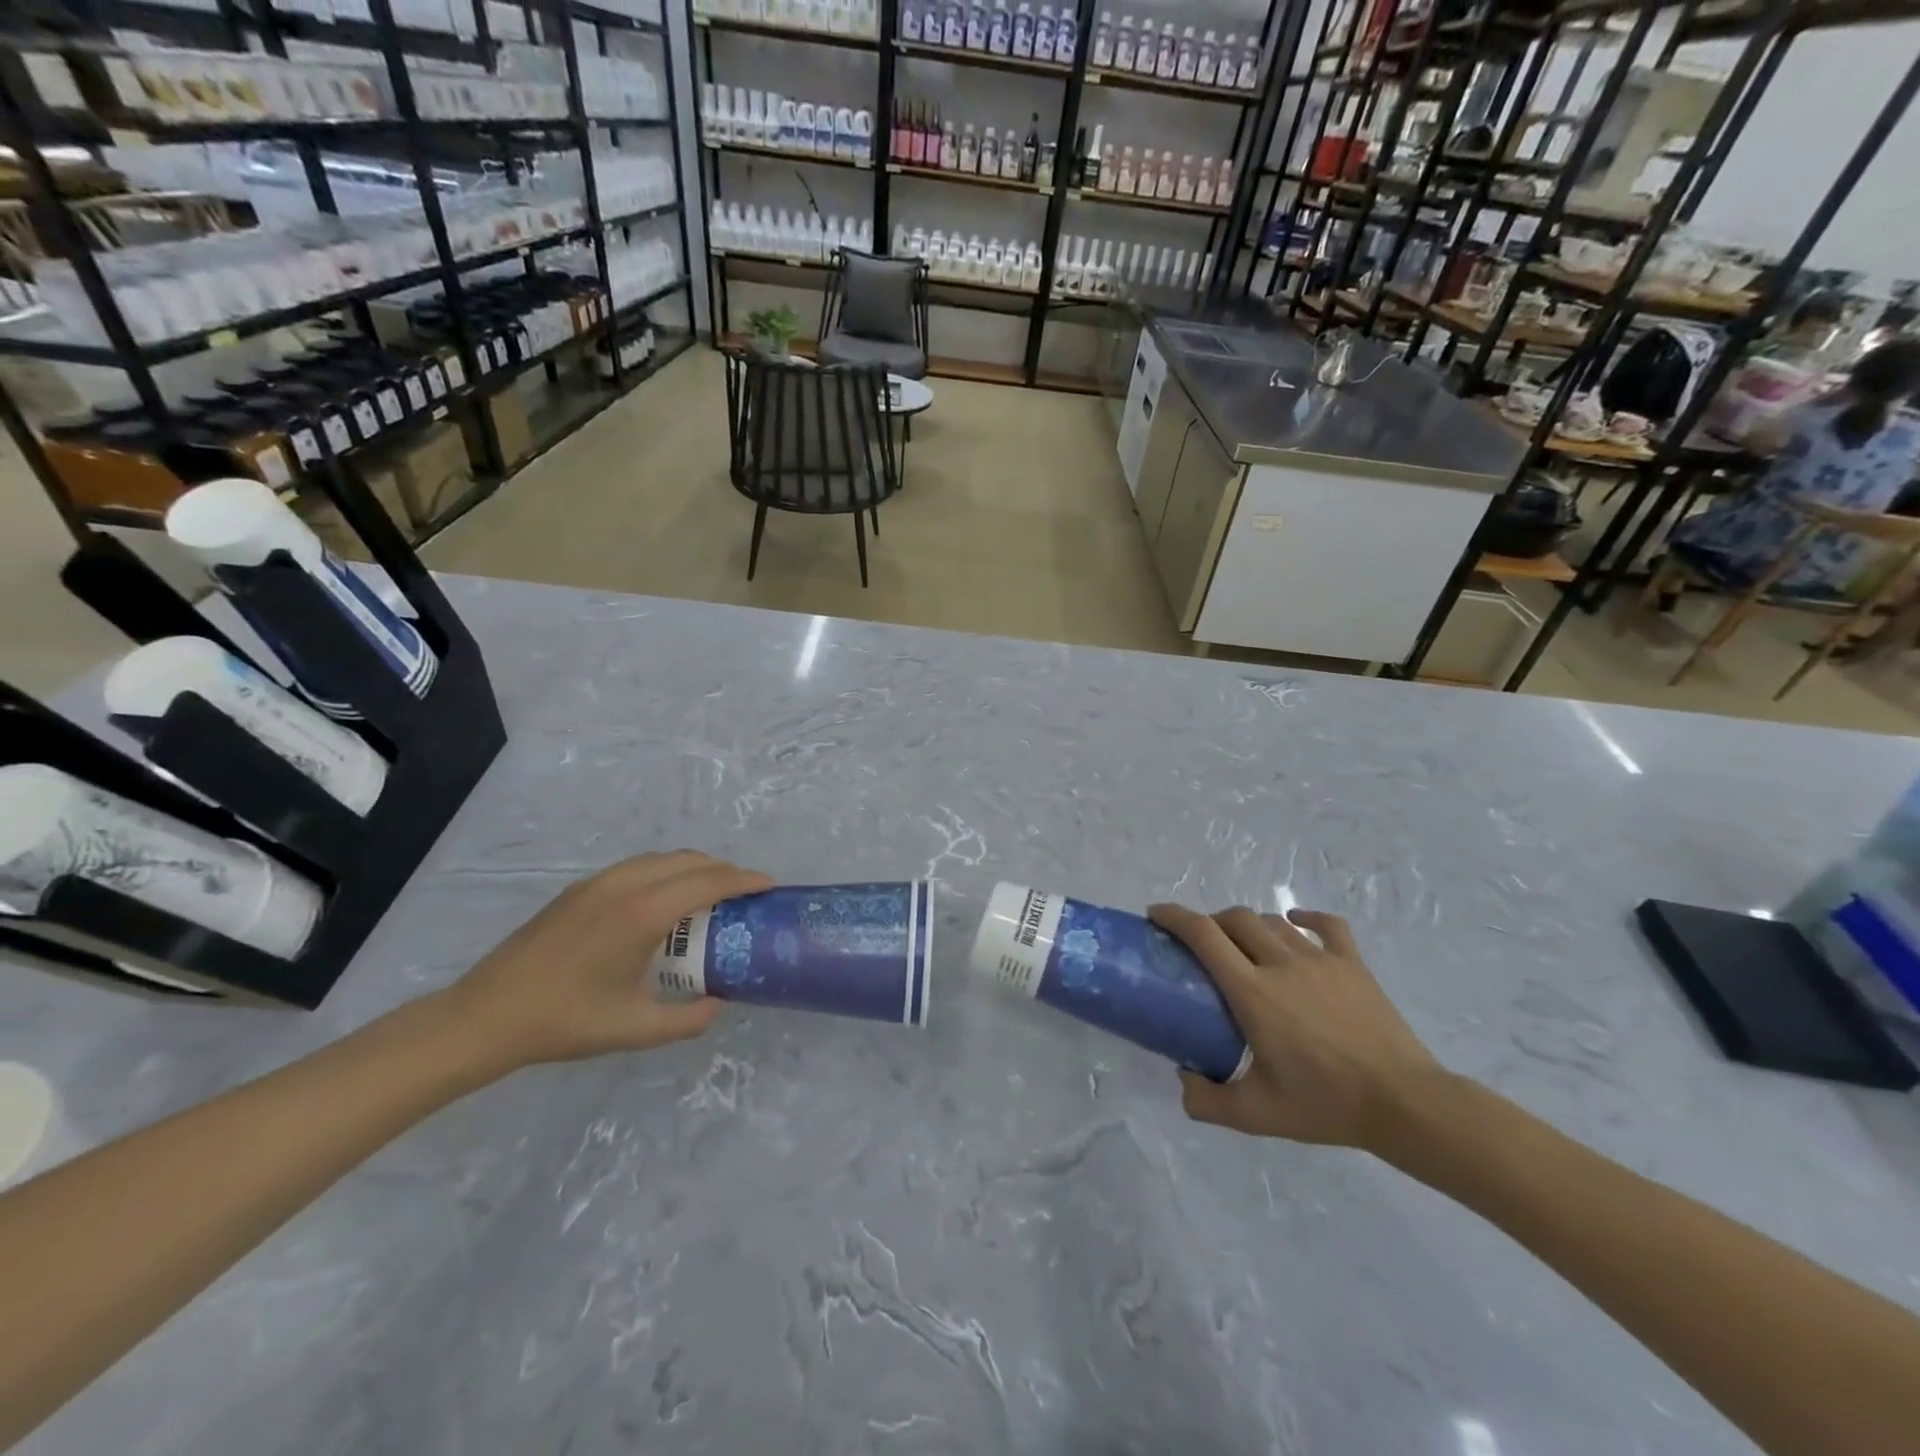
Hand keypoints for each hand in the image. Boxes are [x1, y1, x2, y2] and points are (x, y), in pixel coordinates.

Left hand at [442, 852, 770, 1072]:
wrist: (486, 1015)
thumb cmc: (565, 1021)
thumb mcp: (635, 1029)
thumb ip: (688, 1019)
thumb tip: (719, 1003)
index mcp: (644, 914)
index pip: (709, 882)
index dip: (744, 880)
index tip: (770, 885)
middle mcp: (626, 885)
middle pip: (690, 861)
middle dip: (725, 870)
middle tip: (745, 893)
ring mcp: (599, 882)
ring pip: (663, 858)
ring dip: (695, 867)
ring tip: (711, 894)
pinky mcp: (581, 889)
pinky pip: (639, 866)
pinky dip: (667, 871)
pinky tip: (665, 900)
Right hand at [1149, 903, 1445, 1151]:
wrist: (1404, 1104)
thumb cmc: (1325, 1105)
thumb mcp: (1255, 1115)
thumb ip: (1207, 1101)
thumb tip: (1182, 1080)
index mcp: (1252, 992)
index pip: (1203, 935)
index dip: (1174, 917)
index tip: (1156, 915)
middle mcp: (1281, 963)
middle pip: (1235, 919)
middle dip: (1210, 921)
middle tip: (1201, 942)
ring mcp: (1321, 959)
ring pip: (1273, 921)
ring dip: (1249, 924)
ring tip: (1243, 942)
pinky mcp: (1353, 964)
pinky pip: (1326, 925)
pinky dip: (1305, 917)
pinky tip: (1295, 921)